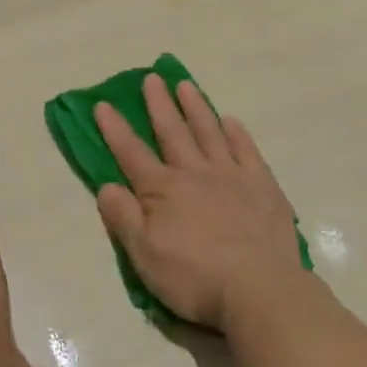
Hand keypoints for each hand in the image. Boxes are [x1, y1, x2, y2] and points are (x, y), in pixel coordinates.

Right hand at [94, 74, 303, 332]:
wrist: (259, 289)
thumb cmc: (194, 277)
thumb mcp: (144, 255)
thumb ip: (123, 217)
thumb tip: (106, 185)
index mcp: (163, 190)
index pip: (131, 153)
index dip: (115, 129)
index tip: (103, 104)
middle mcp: (195, 173)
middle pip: (172, 132)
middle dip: (159, 104)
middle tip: (152, 78)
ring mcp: (232, 176)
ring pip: (209, 132)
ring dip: (195, 108)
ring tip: (185, 85)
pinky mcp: (263, 186)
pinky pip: (247, 151)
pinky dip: (237, 133)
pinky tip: (231, 121)